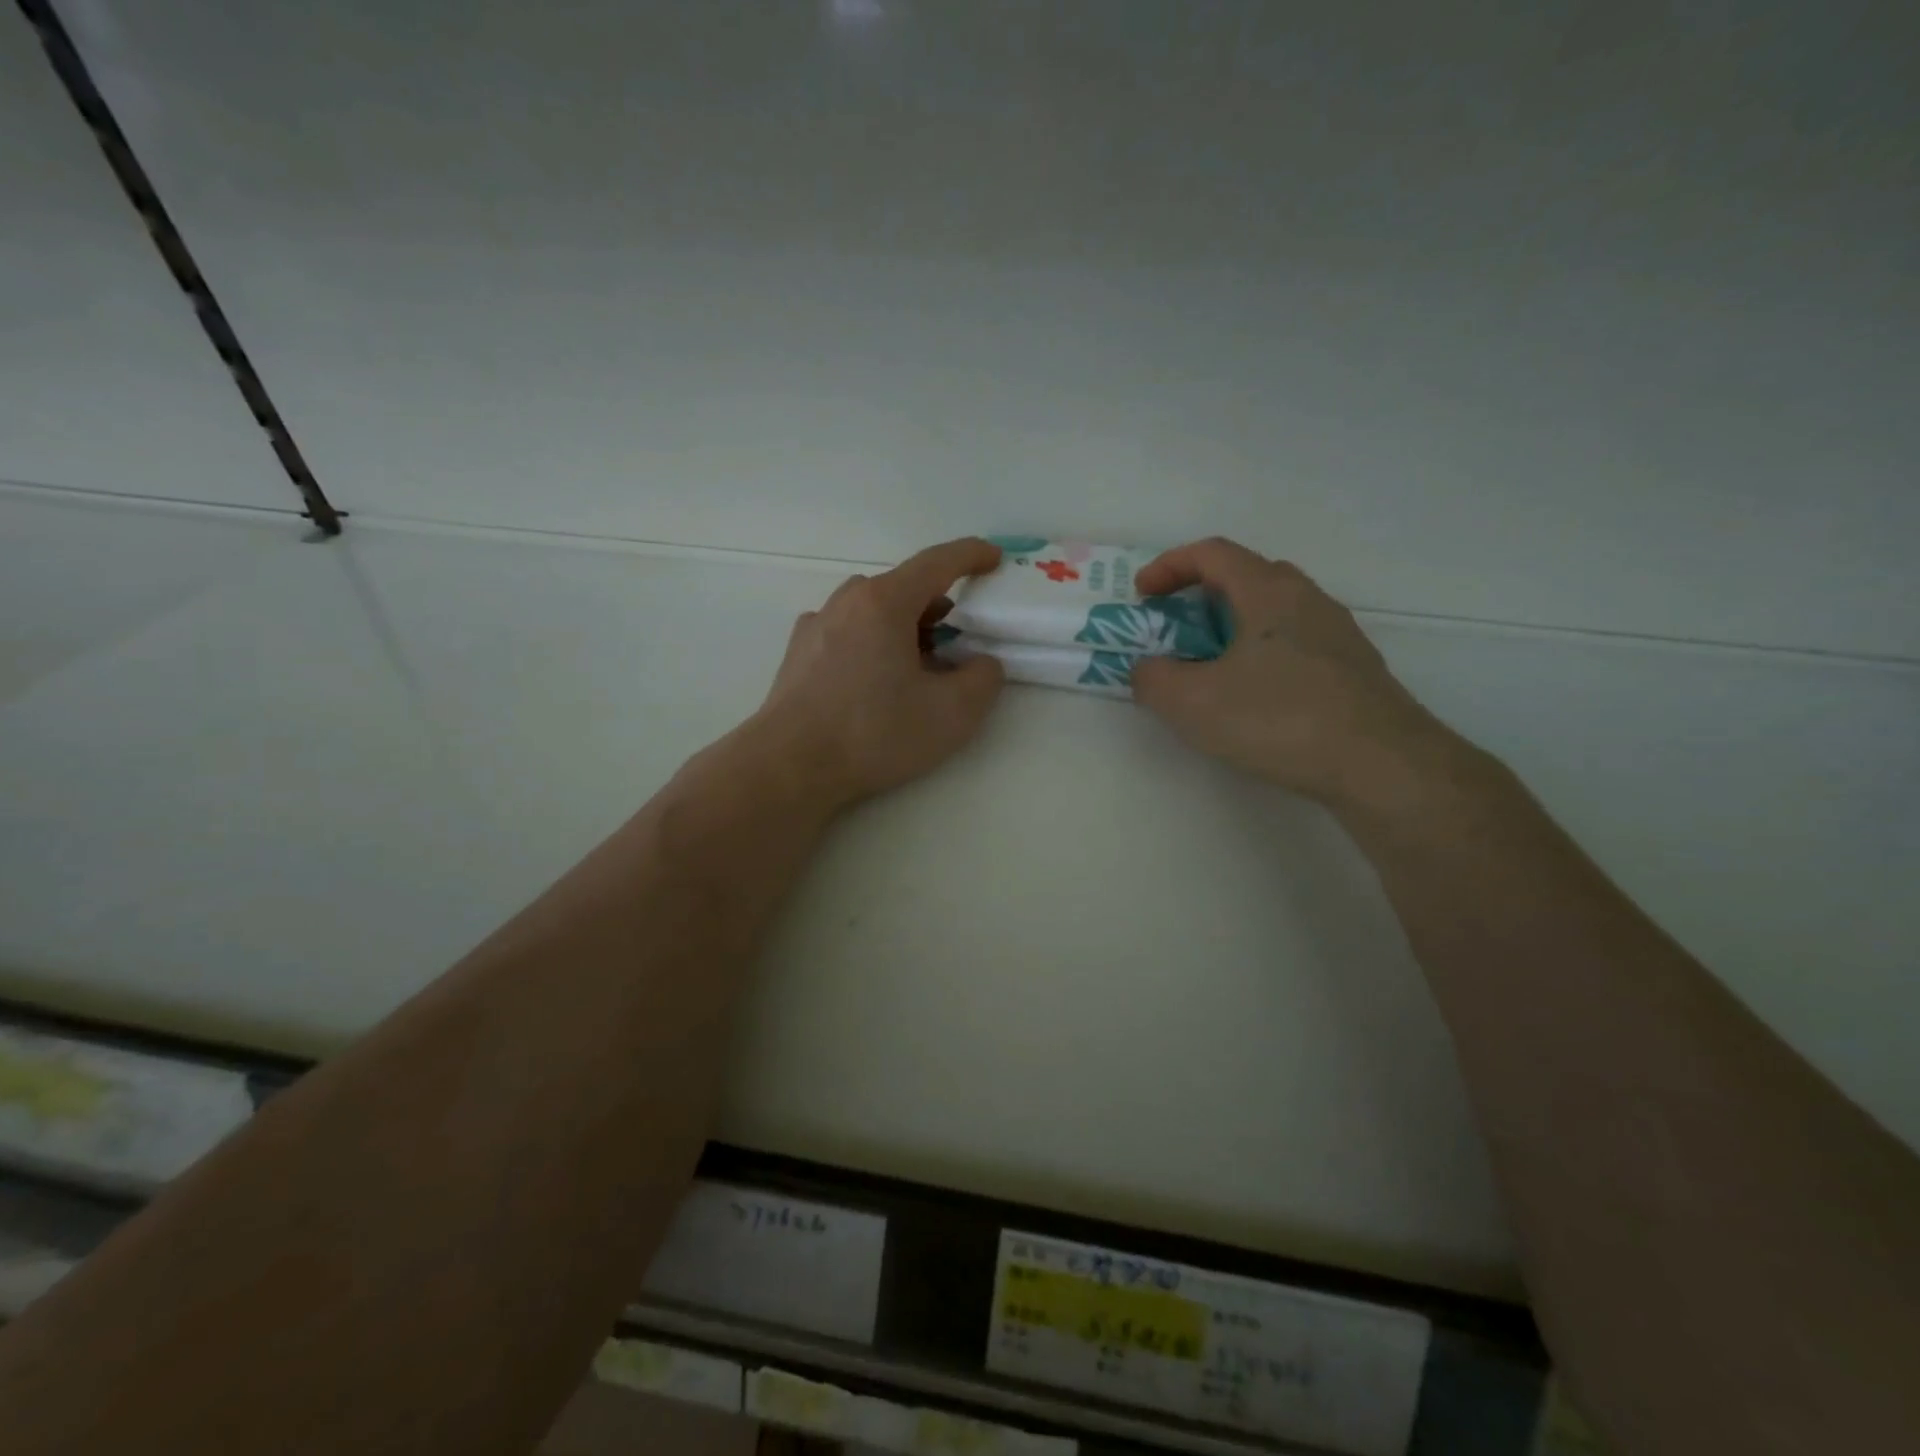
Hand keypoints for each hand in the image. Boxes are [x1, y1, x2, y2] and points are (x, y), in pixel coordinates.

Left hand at [754, 537, 1006, 809]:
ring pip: (873, 611)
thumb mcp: (952, 713)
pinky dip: (873, 643)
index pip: (937, 563)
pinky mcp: (798, 653)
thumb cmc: (874, 733)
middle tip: (958, 640)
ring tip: (918, 667)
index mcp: (884, 602)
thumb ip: (983, 679)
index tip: (994, 558)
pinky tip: (875, 682)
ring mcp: (816, 625)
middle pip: (903, 588)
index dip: (971, 555)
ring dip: (903, 627)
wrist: (790, 767)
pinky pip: (848, 632)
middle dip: (937, 606)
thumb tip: (980, 663)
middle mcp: (846, 602)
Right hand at [1131, 538, 1459, 810]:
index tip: (1142, 595)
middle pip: (1247, 576)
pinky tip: (1254, 698)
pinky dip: (1262, 654)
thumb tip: (1147, 669)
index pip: (1212, 553)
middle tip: (1176, 629)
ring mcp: (1337, 633)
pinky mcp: (1353, 669)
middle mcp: (1308, 599)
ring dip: (1234, 628)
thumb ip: (1153, 679)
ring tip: (1211, 668)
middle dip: (1201, 596)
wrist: (1381, 765)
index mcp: (1268, 592)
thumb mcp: (1192, 703)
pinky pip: (1296, 644)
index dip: (1169, 566)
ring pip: (1274, 612)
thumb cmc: (1278, 719)